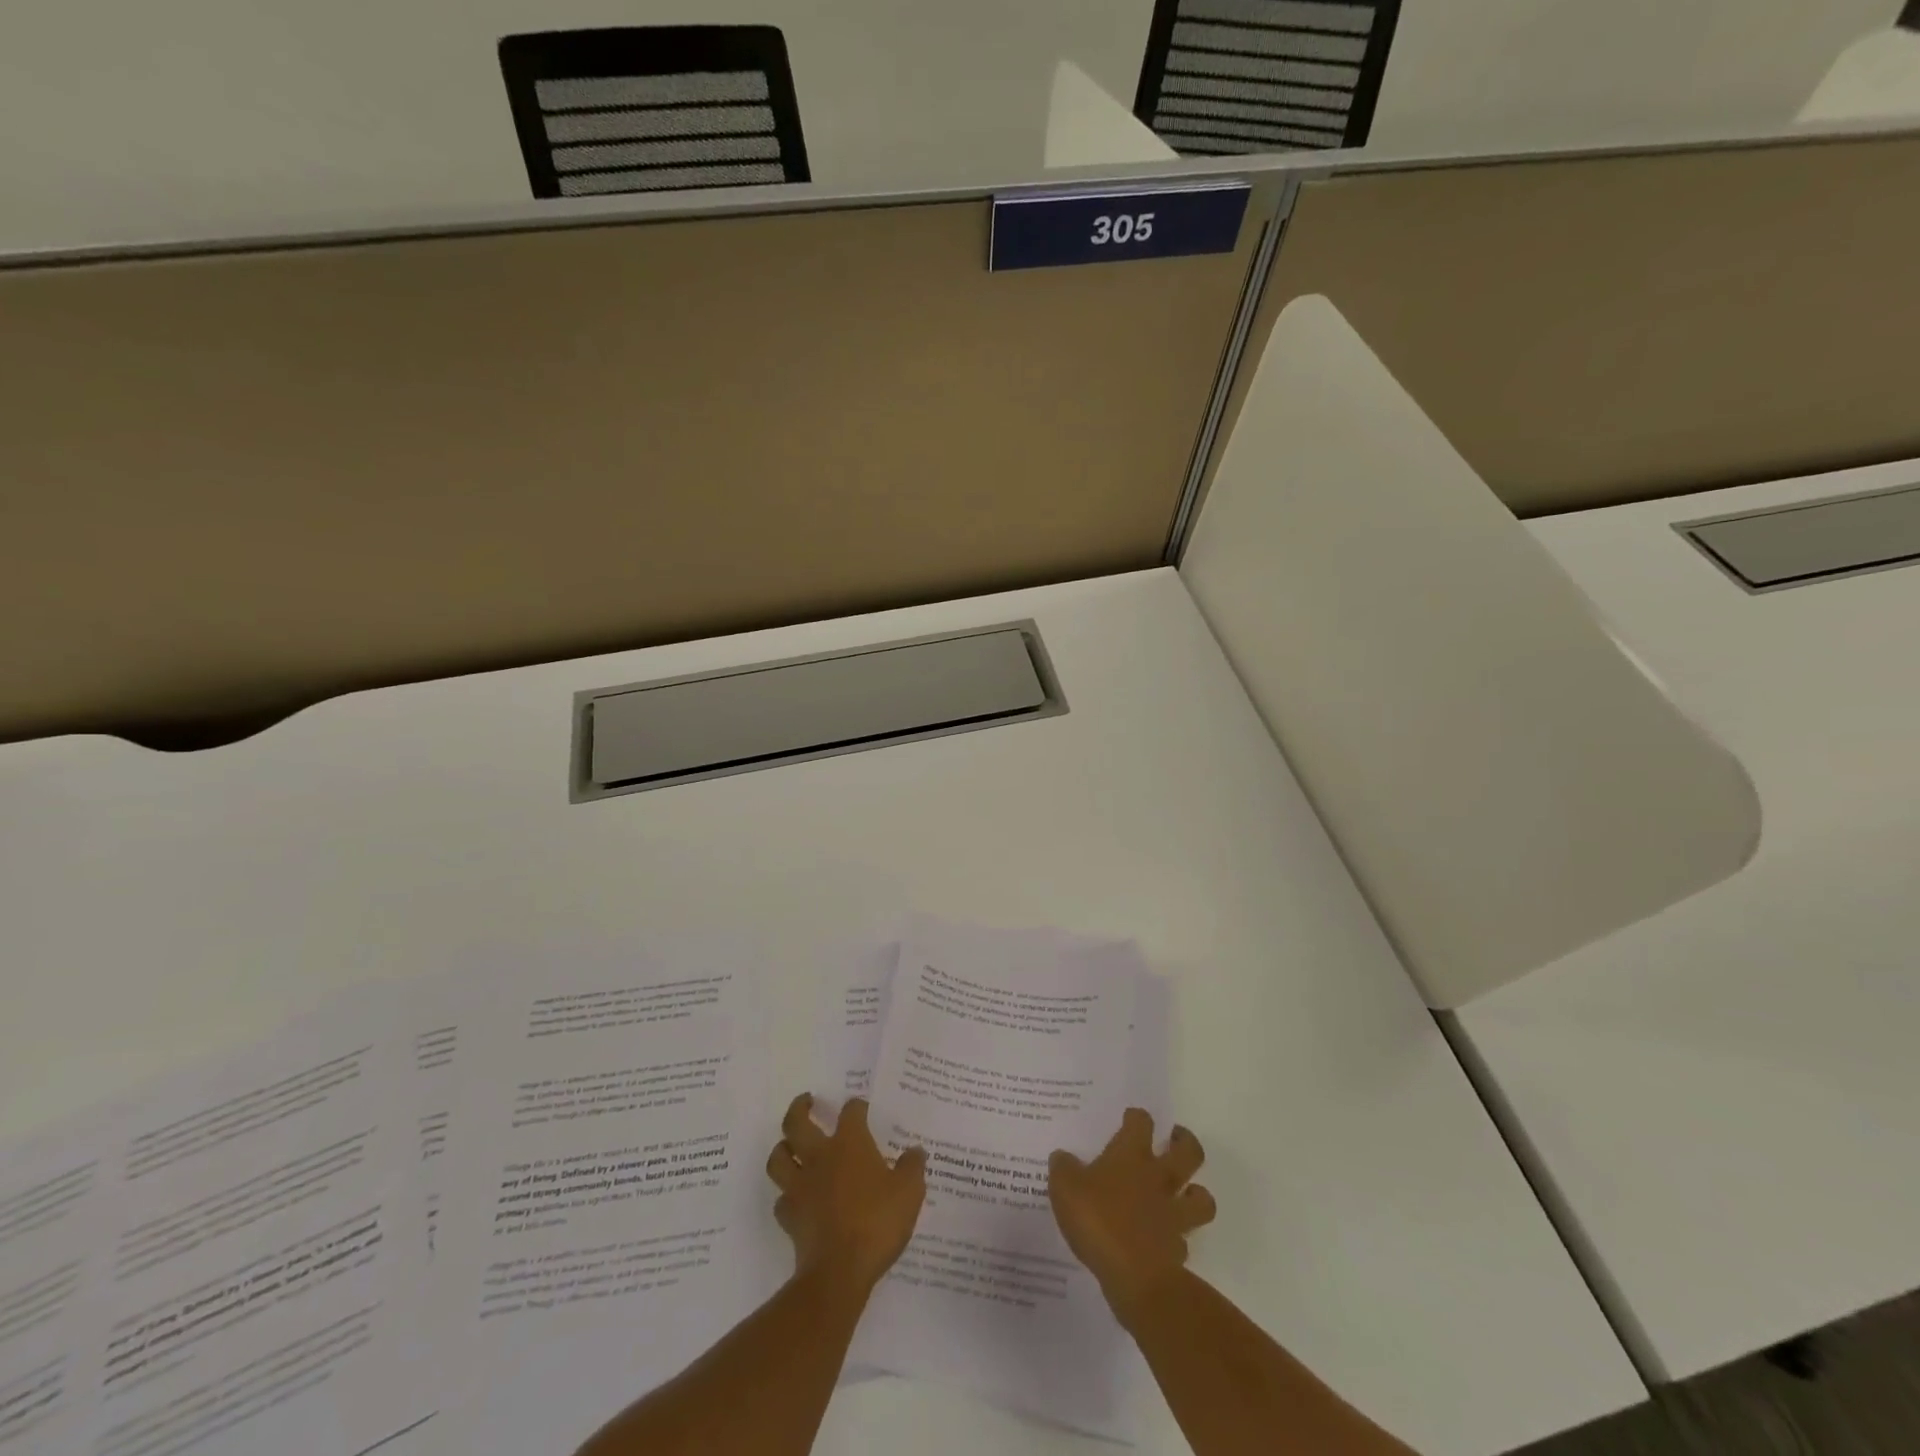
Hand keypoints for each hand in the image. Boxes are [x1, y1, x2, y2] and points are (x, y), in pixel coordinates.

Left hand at [766, 1094, 927, 1294]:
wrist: (839, 1272)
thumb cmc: (877, 1223)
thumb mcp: (909, 1192)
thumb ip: (912, 1167)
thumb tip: (915, 1151)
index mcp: (849, 1144)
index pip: (850, 1112)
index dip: (857, 1106)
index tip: (862, 1108)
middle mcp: (819, 1157)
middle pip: (797, 1123)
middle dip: (800, 1108)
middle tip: (807, 1101)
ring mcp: (800, 1187)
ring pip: (778, 1157)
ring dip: (783, 1148)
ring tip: (790, 1145)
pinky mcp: (789, 1217)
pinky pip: (782, 1199)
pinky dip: (787, 1194)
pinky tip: (797, 1198)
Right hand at [1048, 1108, 1216, 1324]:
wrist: (1134, 1276)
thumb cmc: (1098, 1220)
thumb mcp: (1065, 1188)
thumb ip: (1063, 1168)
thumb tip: (1062, 1156)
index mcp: (1131, 1156)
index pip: (1141, 1122)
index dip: (1137, 1117)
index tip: (1130, 1118)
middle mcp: (1159, 1178)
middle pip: (1189, 1151)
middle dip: (1185, 1142)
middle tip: (1174, 1140)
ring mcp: (1173, 1214)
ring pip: (1202, 1197)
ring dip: (1197, 1193)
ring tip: (1185, 1192)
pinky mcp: (1178, 1249)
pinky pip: (1185, 1239)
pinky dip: (1179, 1237)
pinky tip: (1165, 1240)